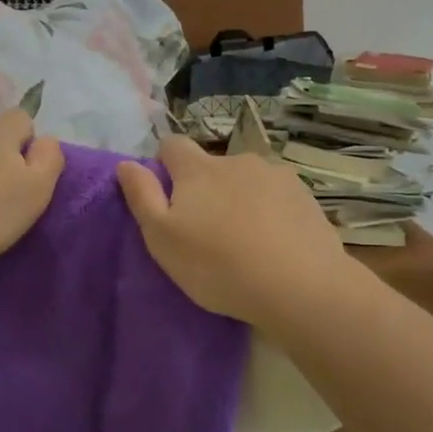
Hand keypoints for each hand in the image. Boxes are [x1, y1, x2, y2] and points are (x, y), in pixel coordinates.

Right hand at [116, 136, 359, 328]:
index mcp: (198, 169)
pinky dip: (270, 211)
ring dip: (240, 198)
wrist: (300, 286)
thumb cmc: (218, 265)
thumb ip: (142, 196)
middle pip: (211, 165)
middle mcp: (237, 160)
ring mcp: (275, 175)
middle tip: (207, 231)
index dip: (165, 165)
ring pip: (246, 180)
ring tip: (245, 240)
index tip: (169, 198)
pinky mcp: (305, 195)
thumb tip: (126, 163)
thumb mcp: (163, 239)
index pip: (172, 145)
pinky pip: (277, 196)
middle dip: (205, 188)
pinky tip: (275, 243)